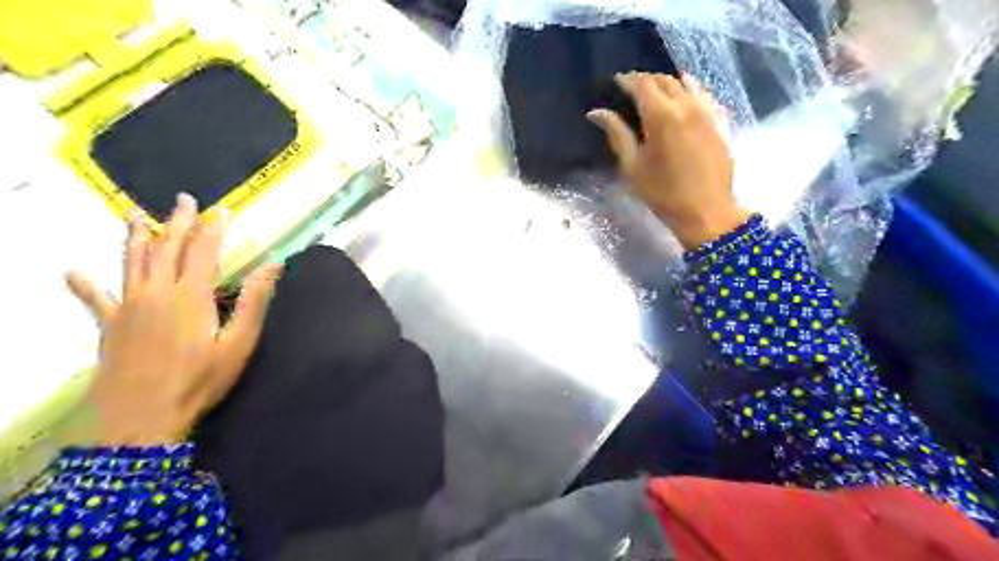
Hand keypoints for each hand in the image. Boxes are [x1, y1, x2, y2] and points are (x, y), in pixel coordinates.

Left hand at [66, 195, 280, 444]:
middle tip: (184, 200)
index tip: (222, 210)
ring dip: (135, 236)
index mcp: (190, 295)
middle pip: (166, 248)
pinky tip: (72, 273)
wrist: (142, 417)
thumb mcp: (239, 342)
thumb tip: (274, 266)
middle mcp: (156, 291)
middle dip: (177, 222)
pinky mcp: (109, 325)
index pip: (203, 251)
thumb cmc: (200, 380)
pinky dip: (84, 285)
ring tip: (135, 214)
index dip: (213, 228)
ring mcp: (128, 307)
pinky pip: (95, 299)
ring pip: (131, 262)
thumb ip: (254, 301)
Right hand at [587, 72, 747, 248]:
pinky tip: (684, 98)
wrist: (706, 211)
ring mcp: (707, 112)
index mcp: (662, 116)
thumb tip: (596, 112)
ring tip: (655, 91)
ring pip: (687, 84)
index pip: (642, 84)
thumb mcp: (632, 167)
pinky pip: (704, 95)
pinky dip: (690, 90)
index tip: (616, 82)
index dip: (627, 80)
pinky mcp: (720, 122)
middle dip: (646, 79)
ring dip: (668, 82)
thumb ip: (617, 134)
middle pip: (665, 80)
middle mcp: (687, 106)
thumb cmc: (663, 193)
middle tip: (631, 87)